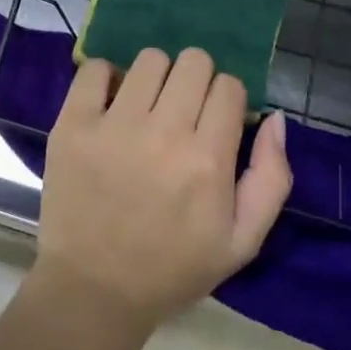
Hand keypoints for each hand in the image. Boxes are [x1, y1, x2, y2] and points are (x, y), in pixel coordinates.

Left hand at [34, 48, 291, 337]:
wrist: (94, 290)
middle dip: (196, 80)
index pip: (229, 86)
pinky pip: (94, 68)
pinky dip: (106, 77)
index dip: (226, 100)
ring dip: (155, 77)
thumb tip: (276, 117)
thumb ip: (271, 178)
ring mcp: (114, 125)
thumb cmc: (172, 268)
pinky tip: (110, 103)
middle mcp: (164, 133)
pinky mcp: (73, 123)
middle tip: (182, 110)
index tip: (214, 121)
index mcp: (207, 161)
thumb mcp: (242, 241)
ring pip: (150, 59)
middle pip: (194, 62)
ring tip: (146, 107)